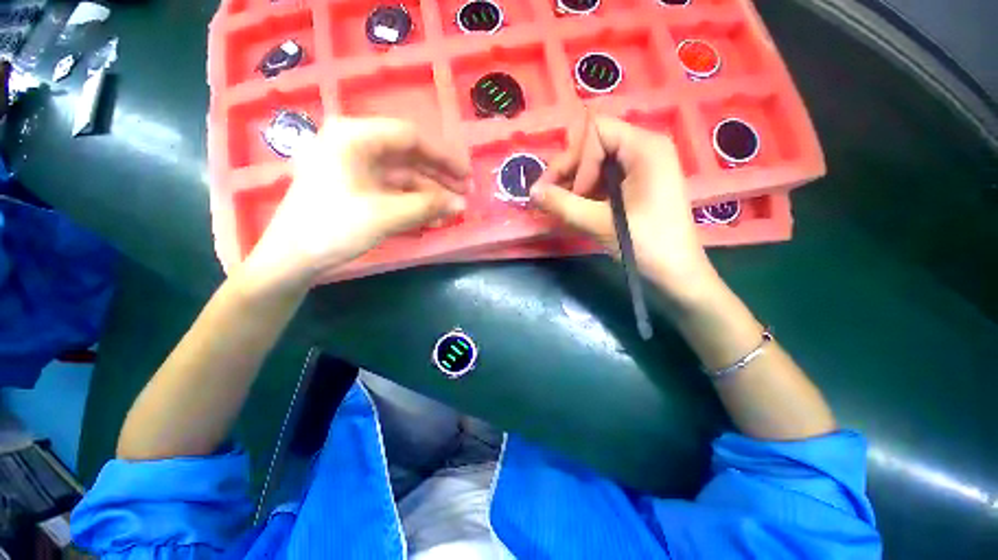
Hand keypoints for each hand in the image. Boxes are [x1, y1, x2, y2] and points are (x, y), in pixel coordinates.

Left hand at [241, 117, 469, 290]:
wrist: (292, 258)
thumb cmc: (334, 228)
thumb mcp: (386, 215)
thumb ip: (428, 207)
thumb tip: (461, 204)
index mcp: (354, 136)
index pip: (410, 137)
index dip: (443, 157)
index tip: (466, 176)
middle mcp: (353, 144)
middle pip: (408, 155)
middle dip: (438, 176)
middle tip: (463, 194)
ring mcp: (354, 167)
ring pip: (402, 175)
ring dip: (428, 193)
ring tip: (451, 211)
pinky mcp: (355, 186)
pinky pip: (391, 189)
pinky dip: (412, 202)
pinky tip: (431, 217)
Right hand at [532, 112, 719, 304]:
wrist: (676, 273)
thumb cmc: (646, 245)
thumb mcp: (600, 223)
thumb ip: (563, 204)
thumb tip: (532, 192)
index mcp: (645, 148)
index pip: (596, 131)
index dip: (578, 160)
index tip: (576, 195)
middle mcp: (644, 148)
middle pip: (594, 143)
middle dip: (569, 170)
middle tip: (551, 197)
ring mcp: (642, 167)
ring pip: (595, 162)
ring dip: (573, 182)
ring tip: (560, 206)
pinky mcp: (637, 184)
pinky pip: (603, 178)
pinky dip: (585, 191)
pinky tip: (575, 208)